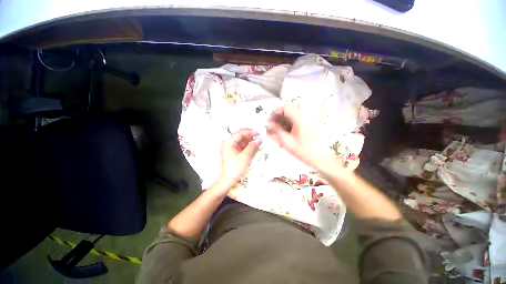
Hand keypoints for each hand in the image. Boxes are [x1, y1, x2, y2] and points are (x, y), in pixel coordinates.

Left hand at [218, 129, 261, 188]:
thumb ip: (252, 147)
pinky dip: (249, 146)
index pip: (239, 133)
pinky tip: (255, 146)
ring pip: (242, 141)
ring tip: (259, 141)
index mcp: (228, 143)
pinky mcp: (235, 153)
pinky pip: (243, 147)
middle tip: (259, 136)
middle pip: (241, 136)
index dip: (249, 132)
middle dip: (250, 136)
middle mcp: (229, 144)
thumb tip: (259, 139)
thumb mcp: (244, 157)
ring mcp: (232, 149)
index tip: (257, 133)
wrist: (229, 180)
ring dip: (250, 141)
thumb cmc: (234, 169)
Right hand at [267, 104, 322, 167]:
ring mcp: (304, 121)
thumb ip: (276, 130)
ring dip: (281, 121)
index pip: (285, 107)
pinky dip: (285, 125)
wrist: (317, 157)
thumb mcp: (286, 141)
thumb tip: (269, 124)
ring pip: (289, 116)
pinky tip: (281, 133)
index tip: (270, 119)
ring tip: (274, 130)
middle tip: (271, 125)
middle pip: (287, 111)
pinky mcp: (304, 126)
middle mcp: (303, 118)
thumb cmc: (304, 151)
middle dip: (277, 117)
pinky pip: (293, 121)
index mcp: (299, 119)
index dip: (275, 112)